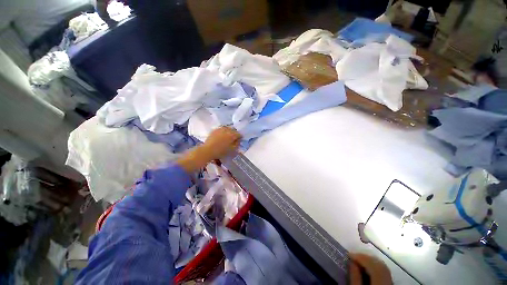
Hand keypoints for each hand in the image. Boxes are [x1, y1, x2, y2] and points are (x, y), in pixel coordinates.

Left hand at [201, 127, 240, 160]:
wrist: (208, 150)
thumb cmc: (221, 151)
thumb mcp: (232, 150)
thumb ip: (237, 144)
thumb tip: (238, 140)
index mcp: (232, 135)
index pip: (239, 134)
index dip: (240, 138)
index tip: (239, 141)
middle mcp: (227, 130)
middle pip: (233, 130)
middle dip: (234, 134)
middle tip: (233, 139)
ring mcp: (220, 129)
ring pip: (227, 128)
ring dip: (229, 132)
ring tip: (227, 137)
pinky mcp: (215, 130)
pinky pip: (221, 129)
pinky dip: (223, 132)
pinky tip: (221, 136)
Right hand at [349, 253, 391, 284]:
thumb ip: (355, 277)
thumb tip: (351, 262)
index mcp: (380, 281)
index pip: (372, 264)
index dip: (360, 256)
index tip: (349, 254)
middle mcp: (388, 279)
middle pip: (379, 263)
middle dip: (366, 257)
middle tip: (354, 255)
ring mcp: (391, 281)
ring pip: (382, 266)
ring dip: (370, 260)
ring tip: (360, 259)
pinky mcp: (390, 282)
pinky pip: (384, 270)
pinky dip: (375, 265)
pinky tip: (368, 266)